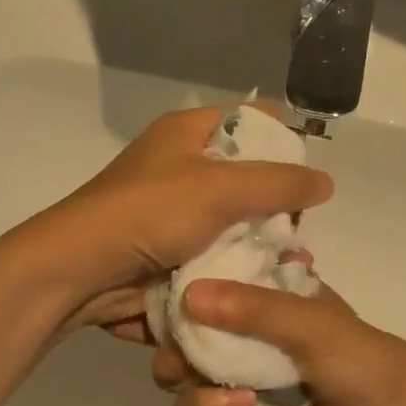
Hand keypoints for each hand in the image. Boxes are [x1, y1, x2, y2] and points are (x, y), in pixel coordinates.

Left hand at [28, 106, 332, 335]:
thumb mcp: (222, 188)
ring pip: (232, 221)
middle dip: (276, 205)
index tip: (307, 176)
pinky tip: (259, 284)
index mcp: (187, 133)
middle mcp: (180, 166)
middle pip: (245, 176)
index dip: (283, 141)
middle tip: (299, 232)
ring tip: (290, 265)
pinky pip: (213, 253)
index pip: (249, 121)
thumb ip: (280, 183)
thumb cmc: (149, 212)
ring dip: (258, 243)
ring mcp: (172, 212)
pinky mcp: (167, 251)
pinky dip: (234, 267)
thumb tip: (326, 181)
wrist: (80, 272)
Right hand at [152, 278, 405, 405]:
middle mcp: (246, 334)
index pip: (213, 278)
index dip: (185, 279)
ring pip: (179, 370)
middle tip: (171, 337)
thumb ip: (254, 309)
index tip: (163, 281)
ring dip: (182, 371)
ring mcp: (237, 378)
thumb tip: (187, 295)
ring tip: (197, 374)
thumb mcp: (315, 323)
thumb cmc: (364, 364)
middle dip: (171, 332)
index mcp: (268, 297)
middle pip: (185, 325)